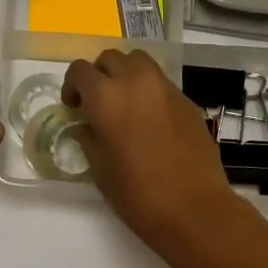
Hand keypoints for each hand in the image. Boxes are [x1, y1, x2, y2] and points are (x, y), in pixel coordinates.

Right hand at [63, 50, 246, 257]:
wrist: (195, 210)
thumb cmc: (138, 194)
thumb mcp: (99, 168)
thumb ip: (88, 136)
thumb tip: (86, 124)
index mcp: (106, 96)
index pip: (80, 70)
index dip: (72, 86)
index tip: (74, 107)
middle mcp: (135, 81)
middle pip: (110, 58)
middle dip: (100, 75)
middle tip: (99, 102)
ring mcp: (165, 88)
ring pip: (139, 62)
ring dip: (126, 74)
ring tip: (126, 103)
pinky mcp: (186, 100)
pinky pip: (161, 83)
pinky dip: (149, 91)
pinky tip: (151, 120)